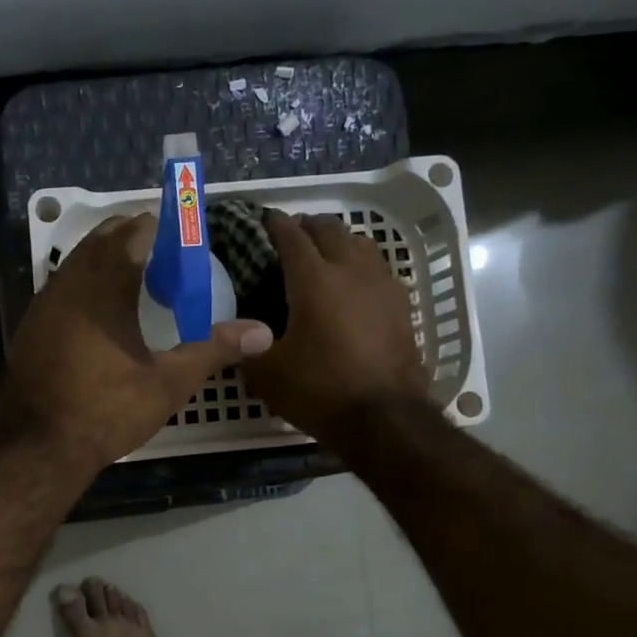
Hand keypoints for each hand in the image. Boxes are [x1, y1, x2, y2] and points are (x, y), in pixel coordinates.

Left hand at [0, 214, 273, 470]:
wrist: (39, 447)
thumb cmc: (107, 410)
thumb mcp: (169, 383)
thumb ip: (214, 349)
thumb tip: (263, 331)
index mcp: (105, 284)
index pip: (135, 231)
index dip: (163, 230)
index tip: (184, 246)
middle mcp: (70, 282)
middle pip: (103, 238)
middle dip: (135, 239)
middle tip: (166, 263)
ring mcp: (43, 302)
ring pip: (78, 261)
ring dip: (106, 260)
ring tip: (137, 284)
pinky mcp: (29, 325)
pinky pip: (61, 287)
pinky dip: (84, 285)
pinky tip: (101, 316)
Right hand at [240, 211, 430, 441]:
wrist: (385, 417)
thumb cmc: (319, 390)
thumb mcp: (267, 373)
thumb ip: (246, 346)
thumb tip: (236, 333)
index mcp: (313, 280)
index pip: (291, 236)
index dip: (275, 224)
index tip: (265, 219)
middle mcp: (350, 270)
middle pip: (329, 230)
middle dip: (307, 226)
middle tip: (291, 236)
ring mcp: (381, 284)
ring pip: (359, 243)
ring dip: (338, 241)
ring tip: (323, 254)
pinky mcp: (401, 304)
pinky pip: (377, 268)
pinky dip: (359, 264)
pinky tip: (352, 285)